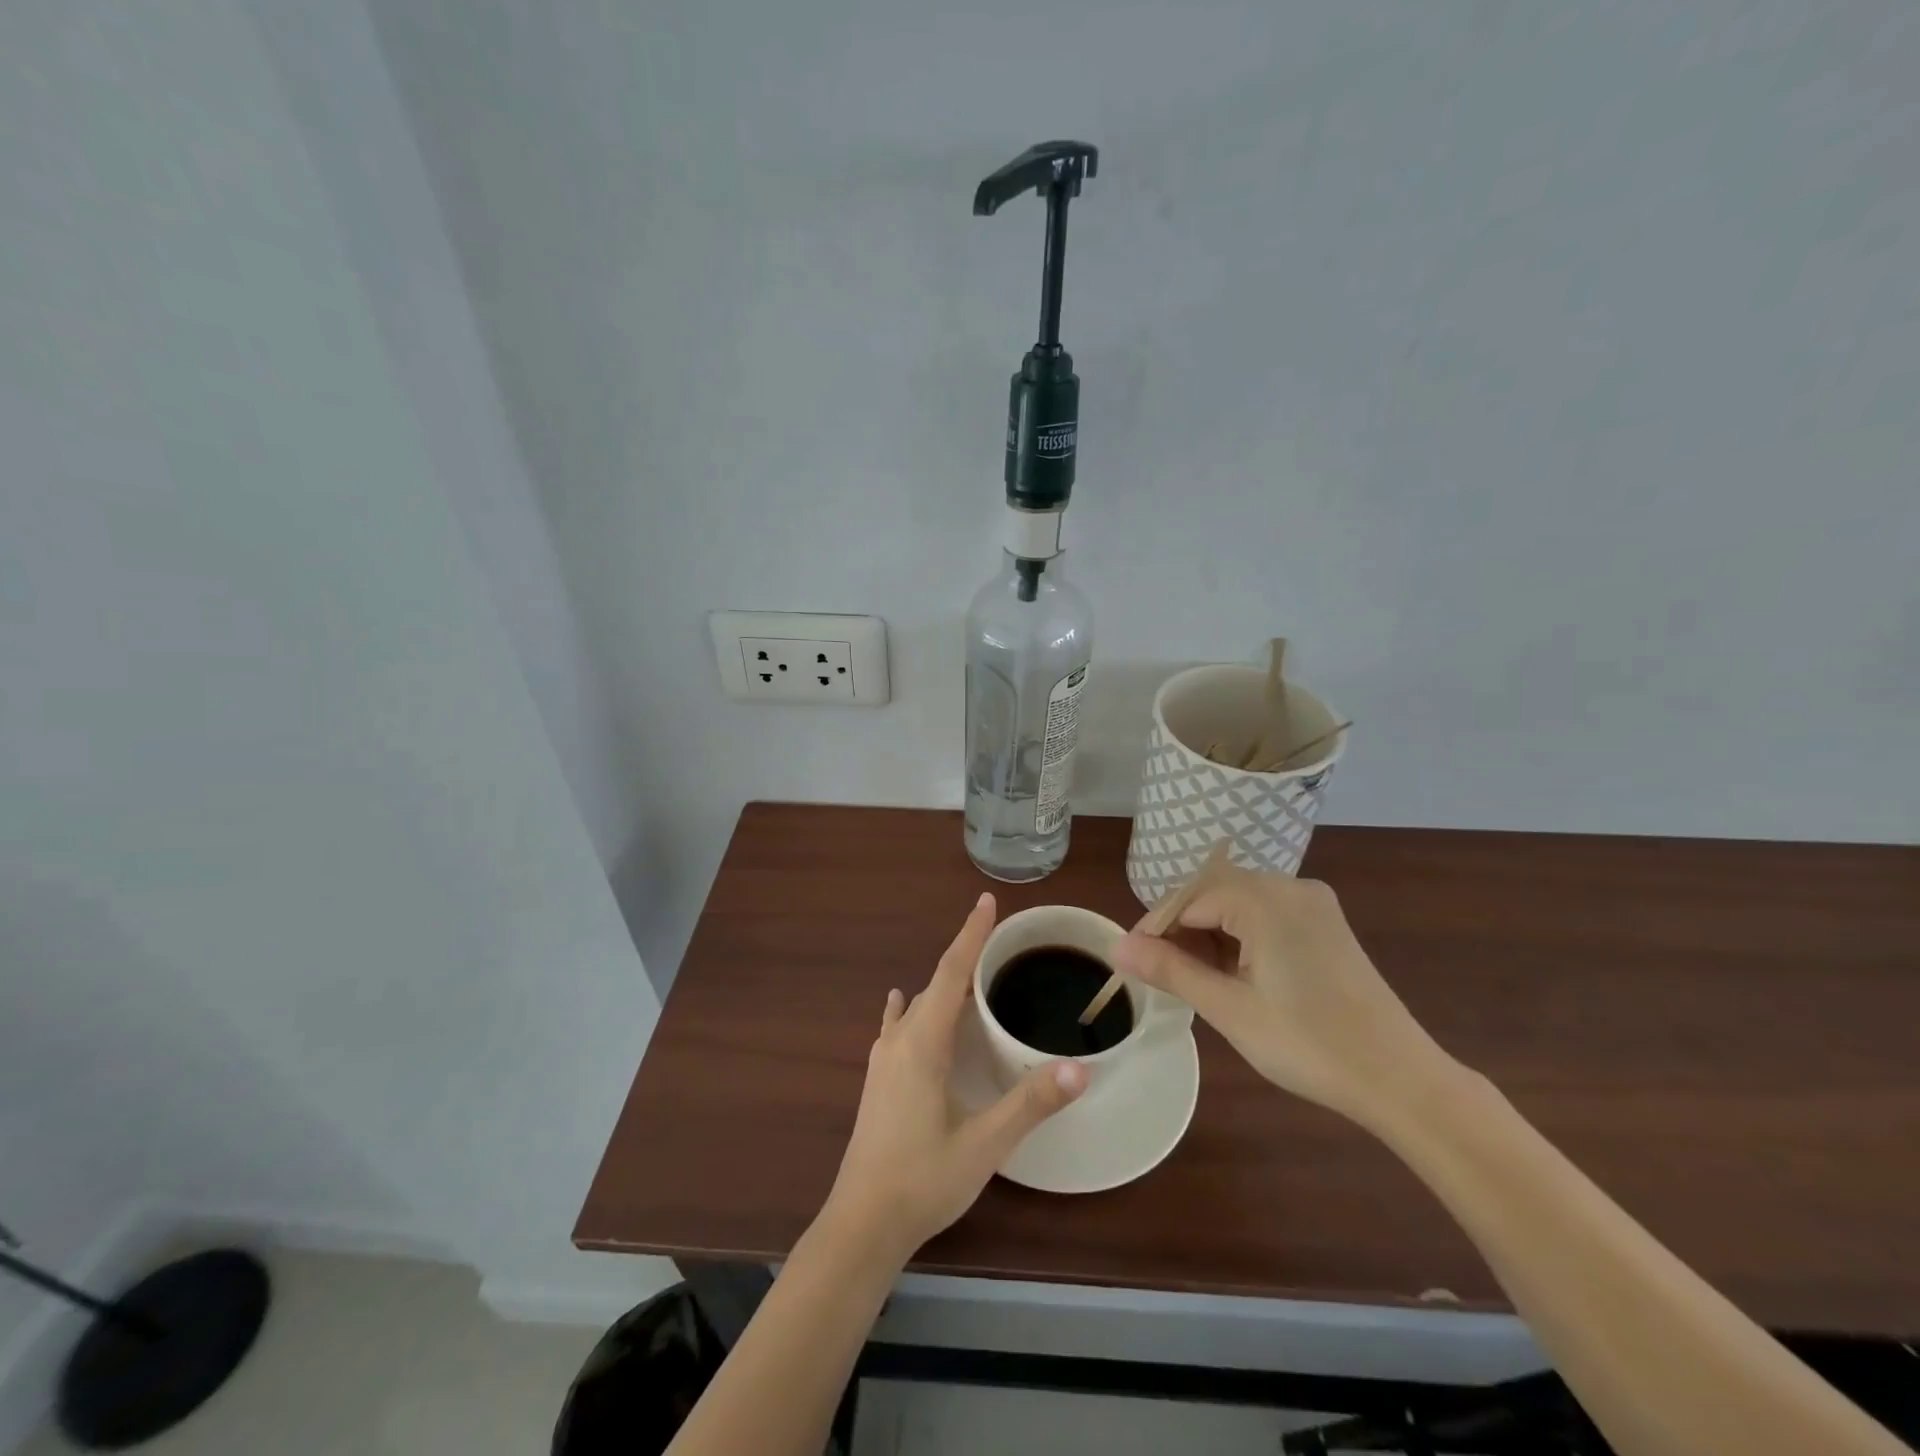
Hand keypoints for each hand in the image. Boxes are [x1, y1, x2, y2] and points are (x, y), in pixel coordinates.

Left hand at [821, 892, 1086, 1263]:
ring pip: (917, 1006)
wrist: (861, 1225)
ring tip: (969, 972)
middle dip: (965, 956)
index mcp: (923, 1043)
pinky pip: (897, 1027)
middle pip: (936, 985)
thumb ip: (1030, 1104)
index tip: (986, 901)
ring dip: (943, 984)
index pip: (951, 973)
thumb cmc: (923, 1180)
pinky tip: (901, 1004)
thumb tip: (1080, 1068)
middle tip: (997, 940)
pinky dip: (909, 1008)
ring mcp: (883, 1060)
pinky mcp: (877, 1081)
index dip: (970, 935)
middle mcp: (899, 1041)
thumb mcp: (984, 1144)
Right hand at [1113, 868, 1451, 1127]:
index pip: (1189, 898)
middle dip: (1182, 931)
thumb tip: (1117, 947)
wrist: (1401, 1080)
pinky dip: (1240, 939)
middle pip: (1214, 894)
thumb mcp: (1229, 1008)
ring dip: (1210, 935)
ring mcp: (1313, 905)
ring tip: (1194, 980)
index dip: (1155, 928)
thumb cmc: (1308, 1044)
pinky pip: (1267, 917)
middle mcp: (1291, 887)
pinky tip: (1233, 975)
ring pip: (1240, 905)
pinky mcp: (1326, 926)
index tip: (1134, 963)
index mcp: (1266, 899)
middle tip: (1162, 976)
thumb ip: (1170, 970)